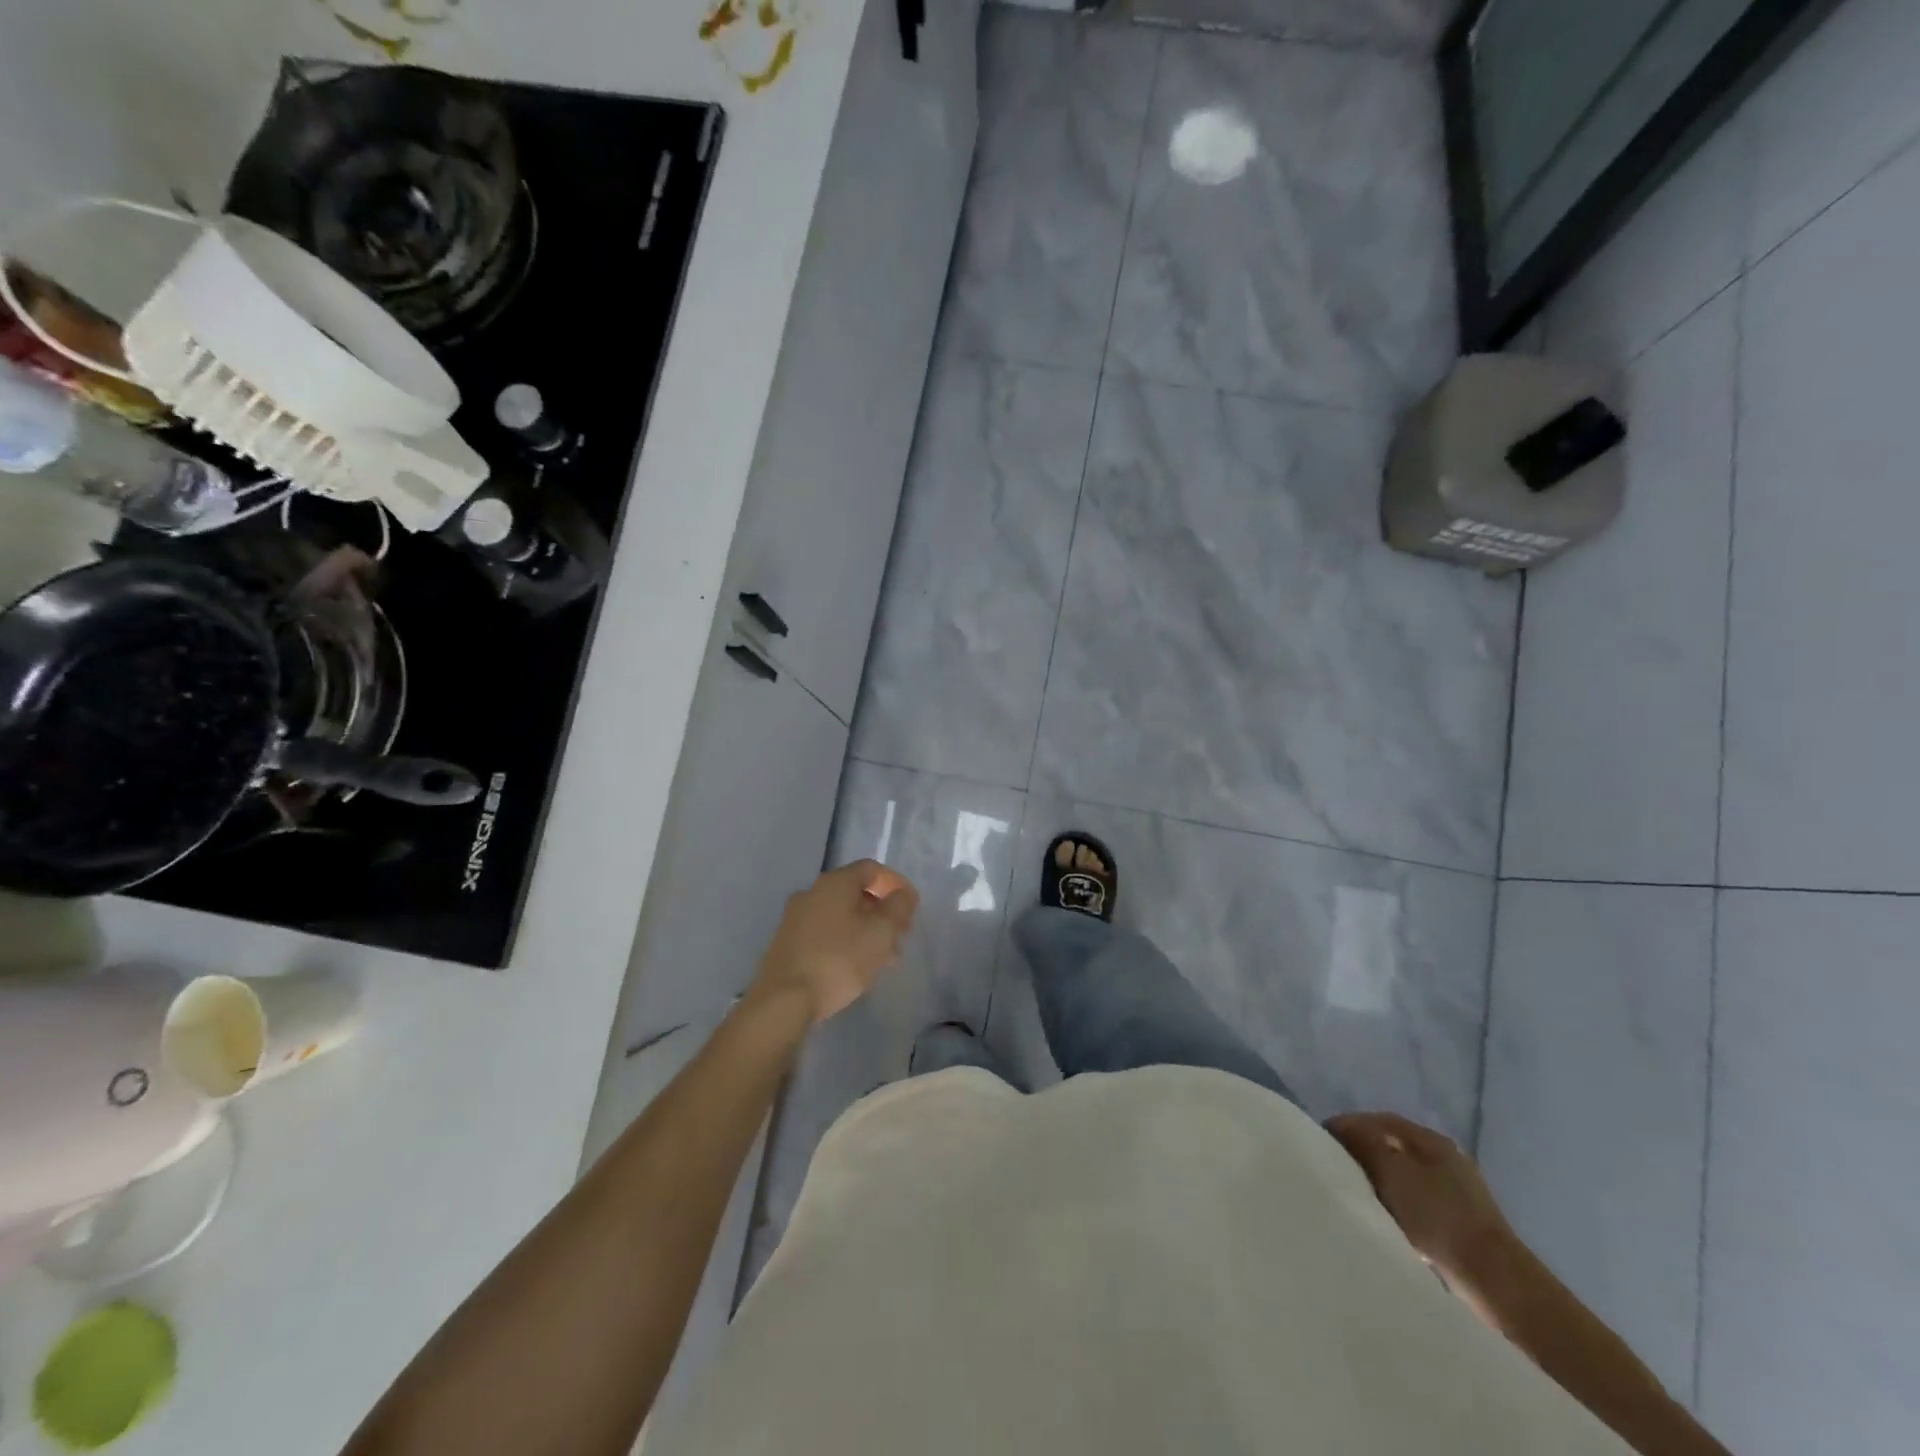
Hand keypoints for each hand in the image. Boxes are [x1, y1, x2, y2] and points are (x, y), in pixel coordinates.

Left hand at [751, 860, 919, 1024]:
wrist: (783, 1001)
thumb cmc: (838, 960)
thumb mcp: (881, 933)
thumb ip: (898, 908)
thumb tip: (903, 894)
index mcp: (834, 883)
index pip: (871, 869)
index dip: (896, 884)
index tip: (911, 907)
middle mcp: (811, 892)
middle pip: (855, 892)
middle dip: (882, 912)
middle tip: (900, 936)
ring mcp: (795, 918)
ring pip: (841, 915)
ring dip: (866, 930)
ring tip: (884, 958)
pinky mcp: (787, 943)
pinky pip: (825, 933)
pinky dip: (846, 941)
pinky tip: (856, 967)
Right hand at [1324, 1111, 1513, 1284]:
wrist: (1494, 1280)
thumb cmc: (1438, 1216)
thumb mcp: (1392, 1171)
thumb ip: (1364, 1143)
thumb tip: (1342, 1129)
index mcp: (1430, 1139)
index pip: (1379, 1120)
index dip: (1348, 1125)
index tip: (1322, 1139)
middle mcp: (1446, 1158)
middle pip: (1392, 1145)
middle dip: (1362, 1151)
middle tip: (1335, 1165)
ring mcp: (1457, 1191)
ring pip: (1404, 1174)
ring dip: (1379, 1179)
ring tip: (1356, 1193)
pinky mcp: (1461, 1222)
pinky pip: (1417, 1200)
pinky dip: (1396, 1202)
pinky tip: (1386, 1217)